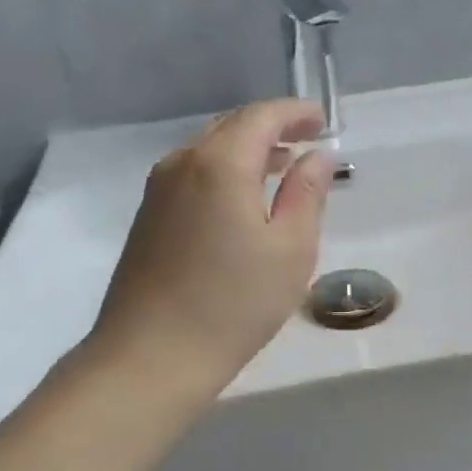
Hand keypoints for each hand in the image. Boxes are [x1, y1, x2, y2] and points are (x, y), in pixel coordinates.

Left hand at [91, 100, 334, 394]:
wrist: (150, 357)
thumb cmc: (233, 304)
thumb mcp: (290, 250)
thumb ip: (307, 193)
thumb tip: (318, 157)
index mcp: (220, 163)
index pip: (262, 116)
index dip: (296, 112)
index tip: (324, 120)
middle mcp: (182, 163)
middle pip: (232, 127)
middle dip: (273, 127)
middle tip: (308, 139)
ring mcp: (158, 190)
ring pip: (209, 150)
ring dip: (248, 150)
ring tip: (282, 166)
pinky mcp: (147, 216)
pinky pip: (193, 174)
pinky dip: (224, 171)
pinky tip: (243, 199)